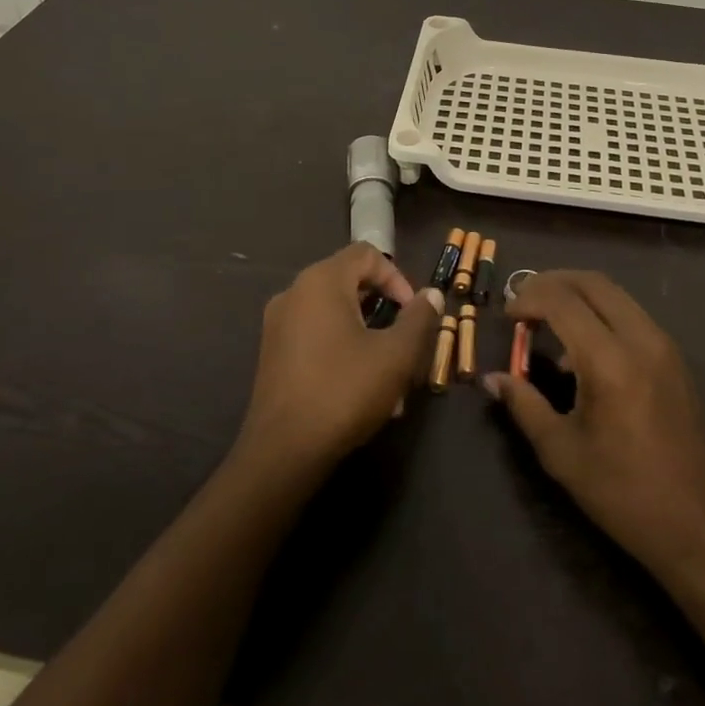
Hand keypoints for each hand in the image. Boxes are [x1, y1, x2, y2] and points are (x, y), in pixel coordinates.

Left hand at [235, 243, 443, 477]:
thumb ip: (418, 319)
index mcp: (322, 281)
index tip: (414, 313)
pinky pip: (317, 336)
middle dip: (386, 312)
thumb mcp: (395, 356)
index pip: (367, 254)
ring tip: (392, 379)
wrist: (283, 451)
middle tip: (407, 345)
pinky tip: (364, 391)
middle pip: (351, 283)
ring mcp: (279, 324)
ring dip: (369, 337)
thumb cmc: (344, 391)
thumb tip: (431, 294)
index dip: (397, 277)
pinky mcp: (273, 353)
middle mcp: (295, 293)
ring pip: (336, 315)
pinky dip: (344, 350)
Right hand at [485, 271, 704, 582]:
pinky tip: (581, 351)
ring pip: (615, 294)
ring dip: (577, 295)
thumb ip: (524, 405)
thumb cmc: (623, 493)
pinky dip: (600, 313)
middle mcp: (641, 340)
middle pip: (592, 282)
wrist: (699, 526)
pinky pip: (631, 315)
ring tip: (546, 323)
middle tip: (522, 303)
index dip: (528, 298)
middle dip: (552, 283)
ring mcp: (664, 346)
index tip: (506, 316)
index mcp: (609, 362)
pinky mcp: (675, 359)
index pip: (562, 302)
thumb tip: (492, 378)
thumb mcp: (561, 452)